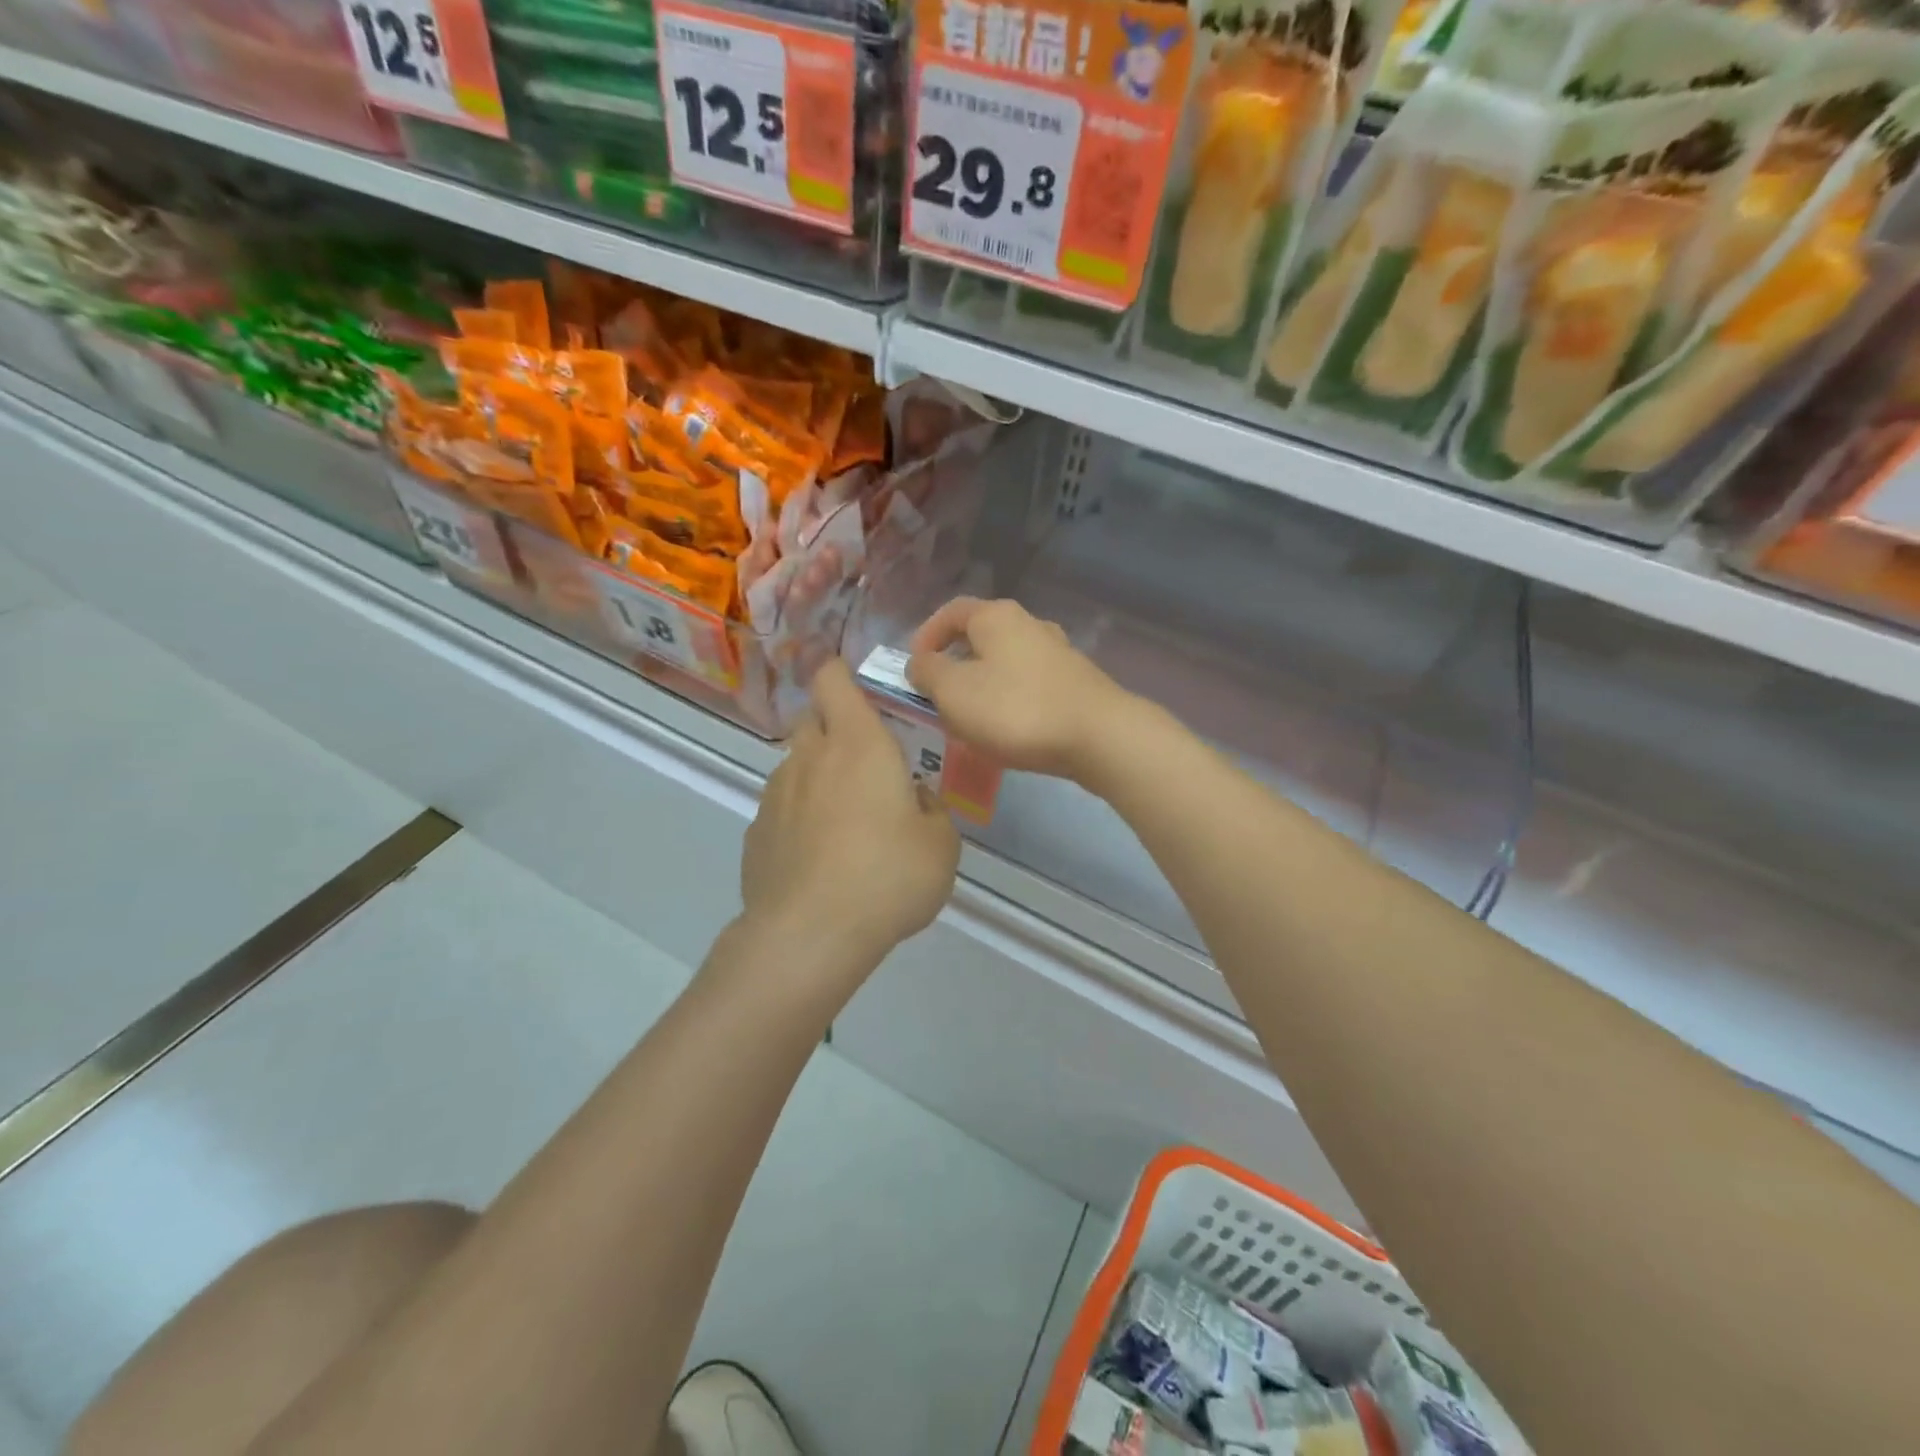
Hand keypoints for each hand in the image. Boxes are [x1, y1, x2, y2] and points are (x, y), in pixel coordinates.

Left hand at [740, 658, 960, 975]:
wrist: (810, 935)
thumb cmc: (887, 876)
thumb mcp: (941, 845)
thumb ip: (931, 810)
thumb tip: (913, 799)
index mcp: (858, 744)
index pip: (833, 680)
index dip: (839, 672)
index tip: (854, 685)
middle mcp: (810, 758)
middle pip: (811, 719)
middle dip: (832, 727)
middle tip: (863, 762)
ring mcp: (775, 795)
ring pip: (795, 766)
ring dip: (817, 777)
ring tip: (844, 822)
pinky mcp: (756, 834)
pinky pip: (781, 810)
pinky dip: (799, 819)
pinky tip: (818, 858)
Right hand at [907, 598, 1132, 780]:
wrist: (1099, 737)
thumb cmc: (1016, 709)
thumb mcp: (954, 692)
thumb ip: (928, 673)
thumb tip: (921, 663)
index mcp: (996, 617)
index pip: (951, 612)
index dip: (926, 636)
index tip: (913, 668)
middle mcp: (1030, 624)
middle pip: (981, 636)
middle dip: (955, 664)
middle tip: (939, 696)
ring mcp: (1058, 652)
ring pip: (1006, 662)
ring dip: (983, 685)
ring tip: (971, 719)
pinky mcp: (1076, 682)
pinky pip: (1030, 685)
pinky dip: (1011, 700)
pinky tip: (1009, 730)